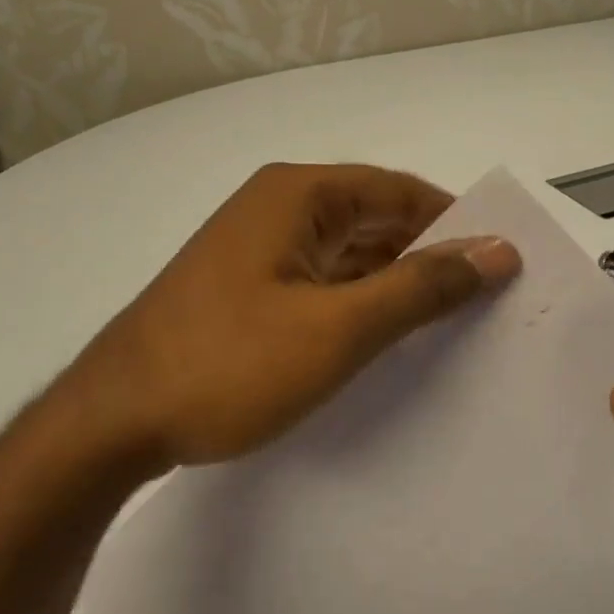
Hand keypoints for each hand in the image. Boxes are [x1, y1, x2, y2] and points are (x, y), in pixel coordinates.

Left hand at [54, 163, 518, 474]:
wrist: (113, 421)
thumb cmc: (230, 364)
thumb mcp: (340, 328)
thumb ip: (422, 287)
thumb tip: (497, 250)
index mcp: (299, 195)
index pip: (400, 191)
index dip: (455, 223)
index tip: (501, 263)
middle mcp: (277, 208)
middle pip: (375, 219)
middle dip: (428, 256)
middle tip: (485, 301)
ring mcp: (257, 249)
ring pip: (348, 254)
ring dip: (394, 283)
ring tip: (449, 324)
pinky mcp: (246, 289)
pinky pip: (321, 281)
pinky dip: (358, 303)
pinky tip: (386, 338)